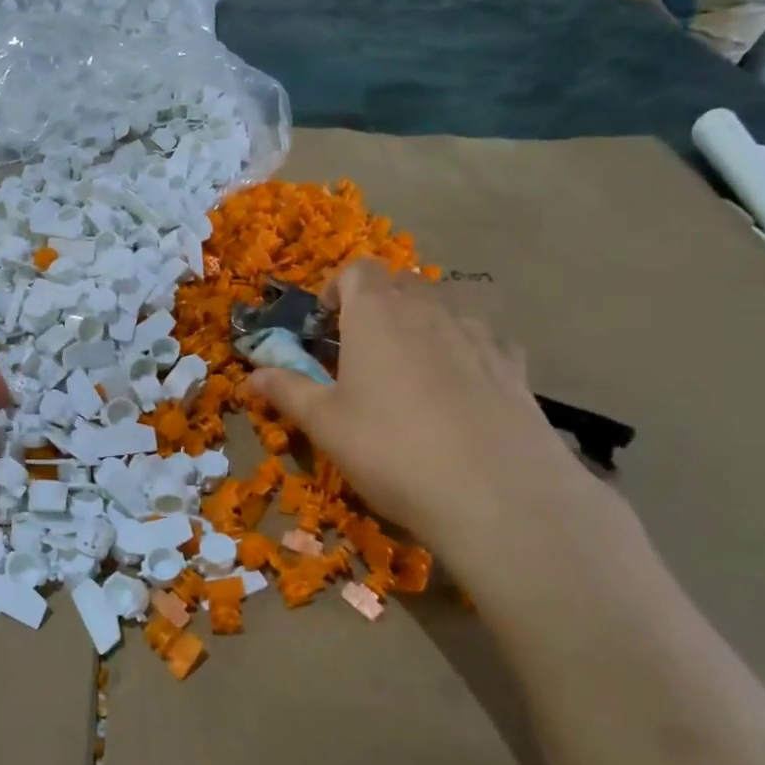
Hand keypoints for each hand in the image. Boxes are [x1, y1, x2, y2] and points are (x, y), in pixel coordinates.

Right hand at [248, 259, 601, 579]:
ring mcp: (478, 333)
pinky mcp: (514, 364)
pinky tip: (459, 392)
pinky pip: (481, 340)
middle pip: (400, 283)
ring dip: (420, 326)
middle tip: (360, 351)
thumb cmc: (390, 449)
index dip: (336, 289)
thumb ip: (287, 391)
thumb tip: (250, 376)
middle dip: (376, 306)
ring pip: (443, 308)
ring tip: (409, 373)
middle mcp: (429, 308)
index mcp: (376, 313)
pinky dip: (463, 351)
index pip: (356, 271)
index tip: (326, 326)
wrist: (497, 494)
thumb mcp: (325, 424)